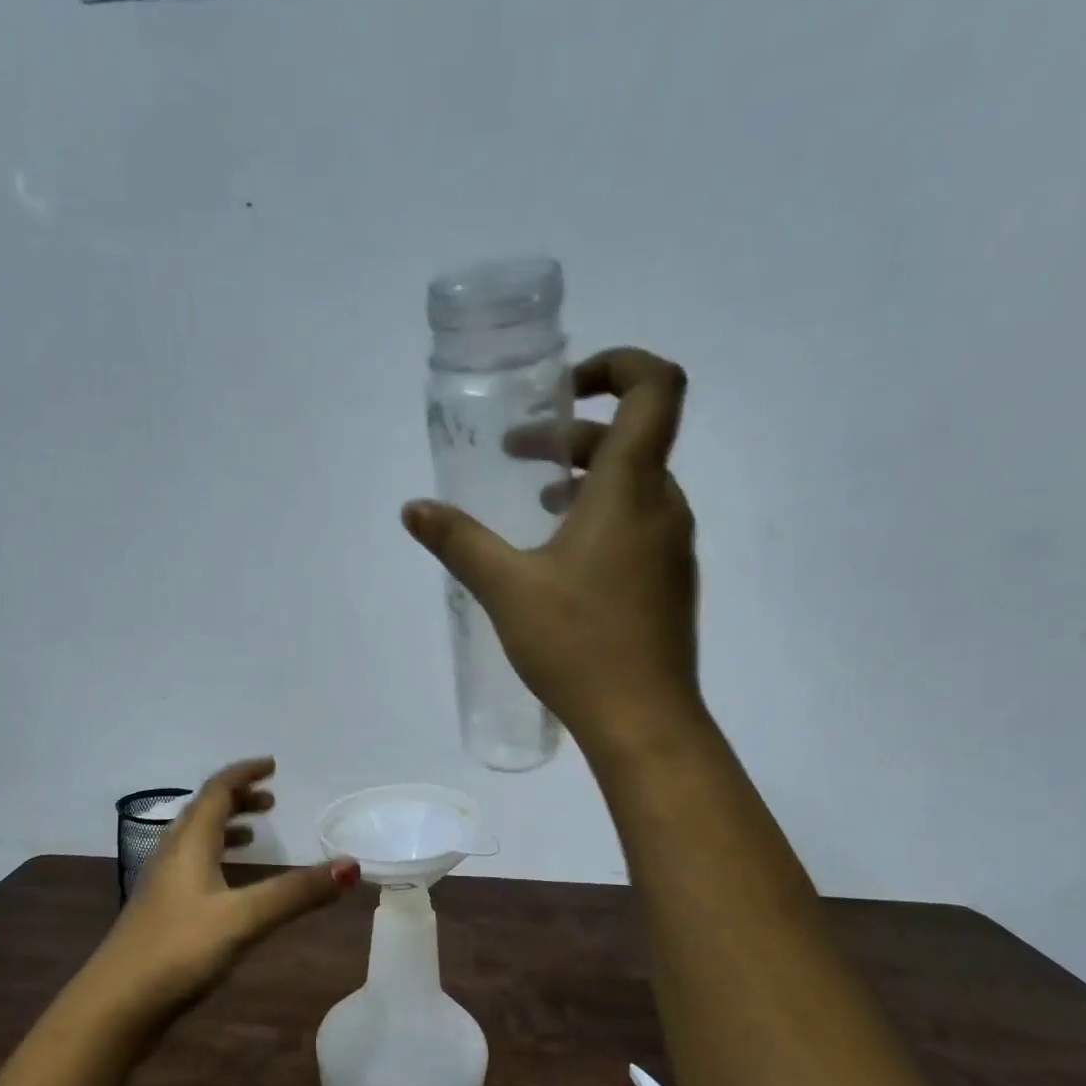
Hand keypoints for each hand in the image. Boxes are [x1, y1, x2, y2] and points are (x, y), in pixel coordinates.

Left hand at [82, 758, 359, 1024]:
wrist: (115, 1006)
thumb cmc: (178, 951)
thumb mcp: (243, 919)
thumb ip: (295, 893)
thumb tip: (351, 866)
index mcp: (189, 844)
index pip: (217, 791)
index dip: (244, 773)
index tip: (273, 766)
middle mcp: (172, 855)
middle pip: (204, 811)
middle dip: (238, 799)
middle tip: (271, 801)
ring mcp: (162, 885)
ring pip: (195, 840)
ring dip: (226, 828)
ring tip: (255, 835)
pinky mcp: (160, 913)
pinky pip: (192, 867)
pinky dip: (216, 859)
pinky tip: (229, 887)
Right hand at [402, 346, 703, 761]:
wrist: (643, 719)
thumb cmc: (577, 644)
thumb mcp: (505, 588)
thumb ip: (459, 541)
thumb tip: (413, 508)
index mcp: (630, 489)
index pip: (655, 387)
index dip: (616, 365)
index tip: (563, 390)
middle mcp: (663, 505)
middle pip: (635, 435)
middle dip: (575, 433)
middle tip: (520, 454)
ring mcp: (672, 545)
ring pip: (636, 482)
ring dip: (587, 476)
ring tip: (536, 502)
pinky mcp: (668, 580)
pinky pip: (639, 521)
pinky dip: (601, 513)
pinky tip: (561, 557)